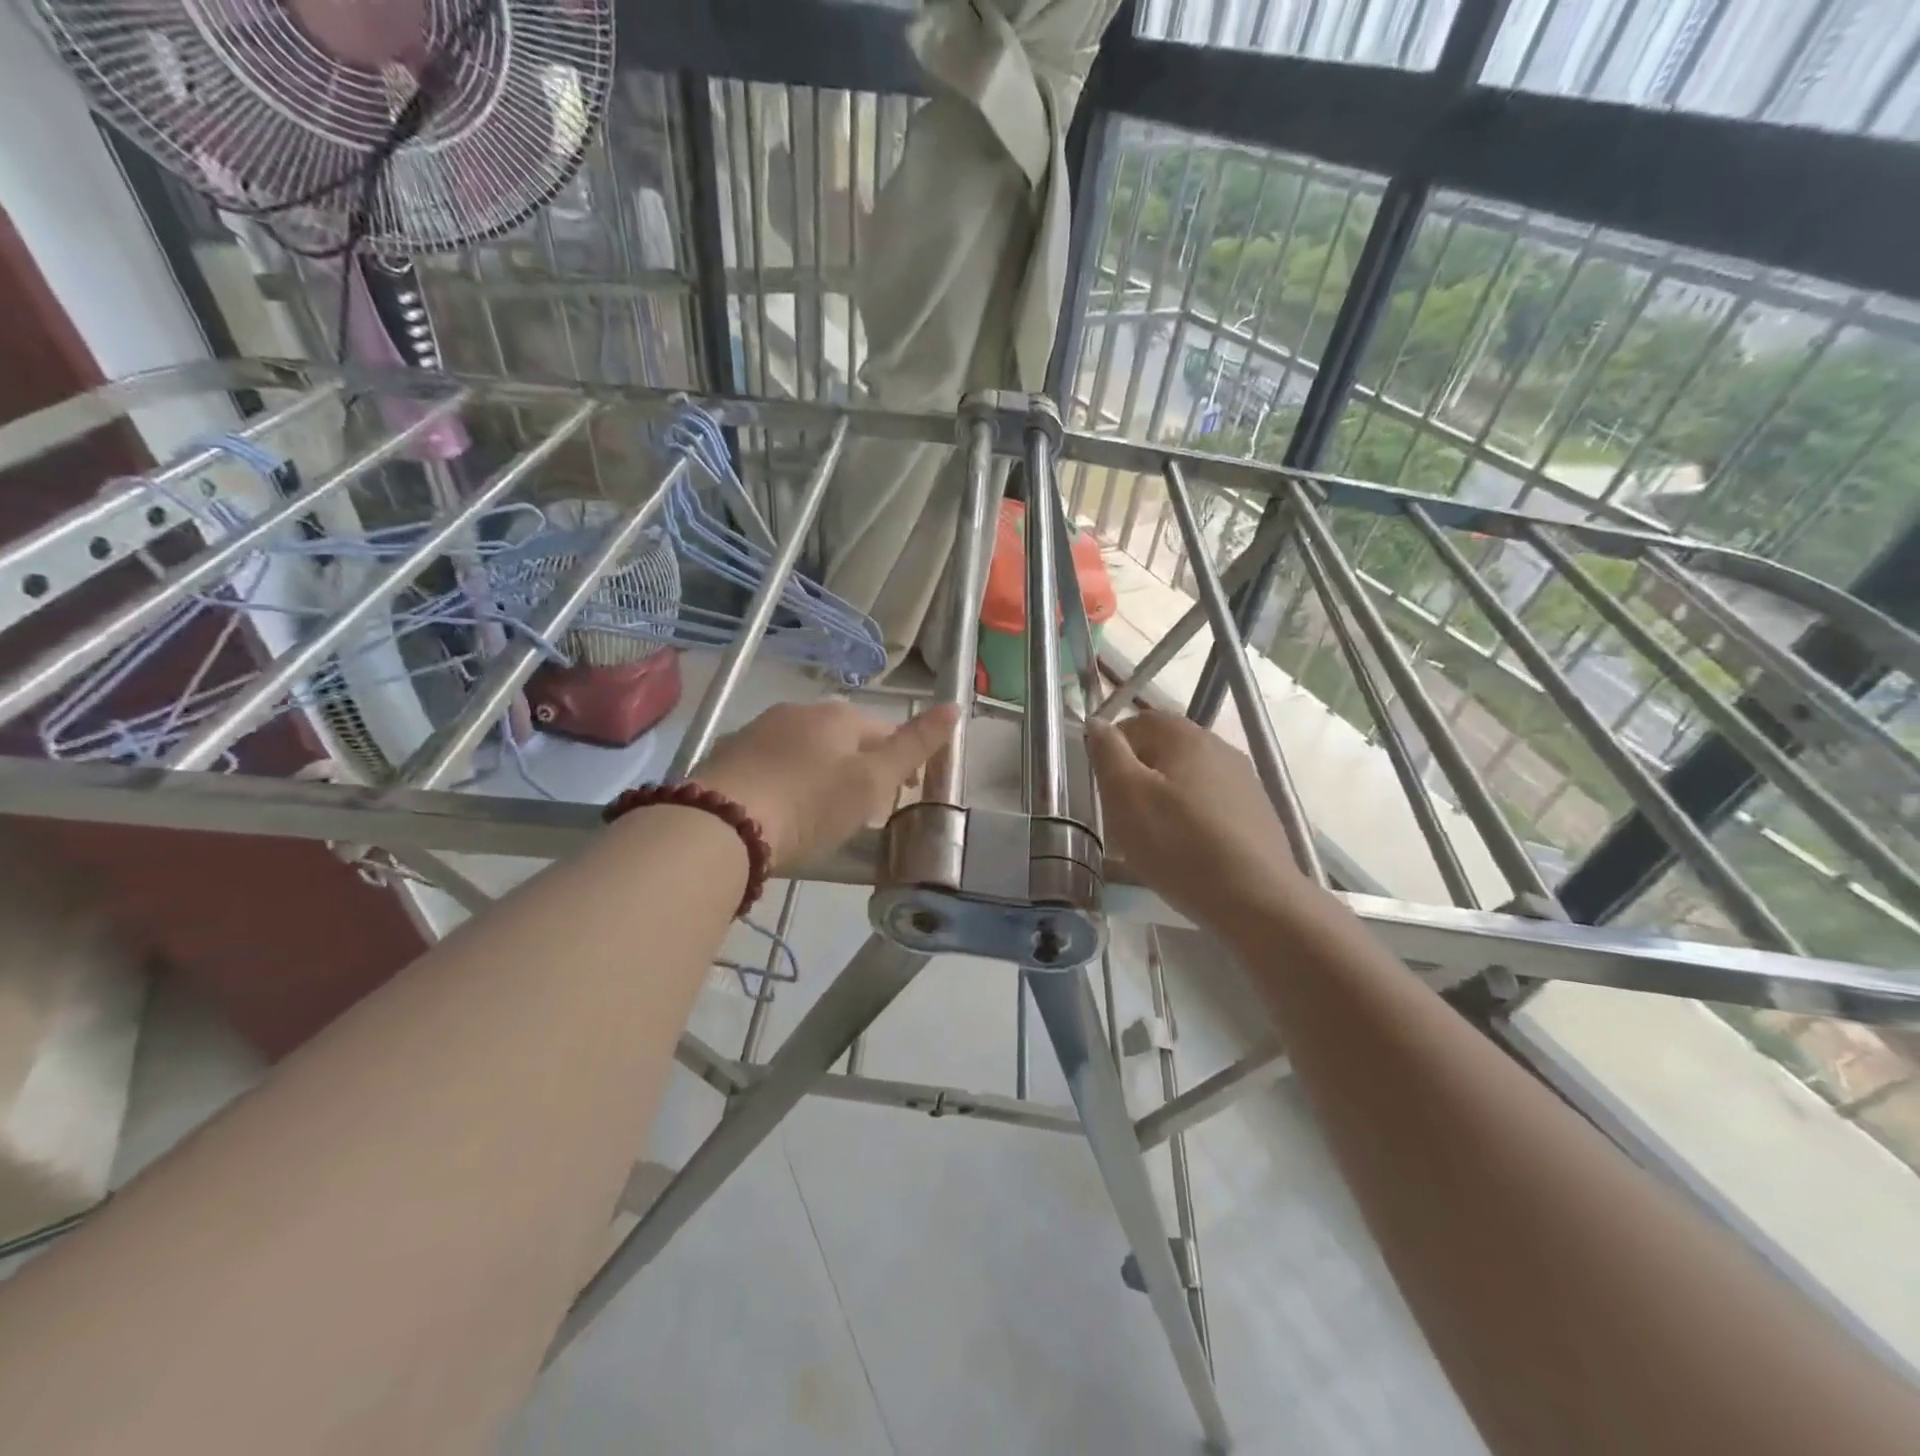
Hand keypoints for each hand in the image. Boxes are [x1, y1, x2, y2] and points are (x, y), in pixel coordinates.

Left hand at [693, 700, 957, 870]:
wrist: (721, 825)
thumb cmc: (810, 804)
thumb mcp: (873, 781)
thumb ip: (915, 745)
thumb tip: (954, 706)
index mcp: (838, 715)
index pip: (883, 731)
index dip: (900, 763)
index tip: (901, 797)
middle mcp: (798, 711)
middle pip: (843, 738)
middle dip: (859, 767)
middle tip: (862, 810)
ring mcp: (758, 730)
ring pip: (805, 748)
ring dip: (821, 772)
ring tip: (821, 813)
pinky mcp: (727, 755)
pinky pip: (770, 764)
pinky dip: (785, 780)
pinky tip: (780, 810)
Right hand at [1087, 708, 1303, 931]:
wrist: (1256, 899)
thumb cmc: (1179, 844)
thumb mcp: (1126, 796)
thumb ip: (1108, 753)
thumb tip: (1098, 722)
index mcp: (1186, 736)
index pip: (1138, 721)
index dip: (1113, 747)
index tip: (1103, 785)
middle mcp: (1219, 748)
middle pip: (1165, 749)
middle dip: (1138, 776)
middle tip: (1122, 815)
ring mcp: (1243, 781)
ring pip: (1188, 779)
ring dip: (1164, 798)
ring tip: (1152, 838)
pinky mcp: (1257, 813)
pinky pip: (1210, 804)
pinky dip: (1191, 819)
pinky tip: (1186, 851)